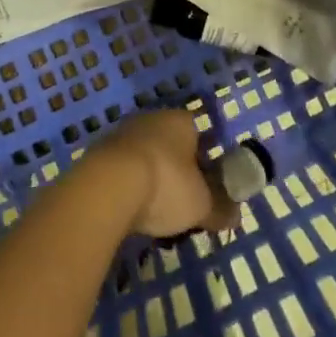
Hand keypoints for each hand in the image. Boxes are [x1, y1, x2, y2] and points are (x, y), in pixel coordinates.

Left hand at [96, 110, 235, 238]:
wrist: (107, 187)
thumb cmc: (166, 186)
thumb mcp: (201, 204)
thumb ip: (221, 209)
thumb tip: (236, 217)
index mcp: (182, 121)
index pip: (200, 134)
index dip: (206, 161)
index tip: (207, 186)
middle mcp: (152, 119)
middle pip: (171, 144)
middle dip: (177, 170)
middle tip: (182, 200)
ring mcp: (122, 133)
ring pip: (145, 156)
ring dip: (150, 177)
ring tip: (154, 210)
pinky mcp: (99, 151)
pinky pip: (122, 168)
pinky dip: (128, 185)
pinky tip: (130, 209)